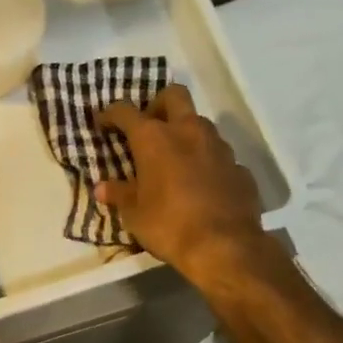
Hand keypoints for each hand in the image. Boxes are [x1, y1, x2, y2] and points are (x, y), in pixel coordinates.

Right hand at [97, 84, 268, 286]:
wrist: (226, 248)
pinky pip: (220, 155)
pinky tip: (203, 184)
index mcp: (154, 137)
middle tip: (148, 127)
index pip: (126, 111)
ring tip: (176, 158)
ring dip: (186, 133)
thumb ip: (119, 194)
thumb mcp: (134, 214)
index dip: (111, 114)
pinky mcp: (240, 168)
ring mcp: (218, 147)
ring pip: (200, 123)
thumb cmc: (169, 225)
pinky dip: (208, 162)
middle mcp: (188, 131)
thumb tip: (102, 188)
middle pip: (174, 95)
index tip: (104, 123)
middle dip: (158, 104)